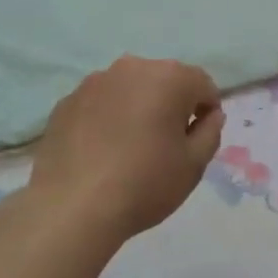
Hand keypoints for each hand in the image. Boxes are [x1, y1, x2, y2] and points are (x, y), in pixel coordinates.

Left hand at [28, 57, 223, 244]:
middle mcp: (131, 68)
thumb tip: (209, 115)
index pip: (202, 84)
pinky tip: (102, 151)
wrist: (72, 209)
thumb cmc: (145, 184)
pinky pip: (99, 104)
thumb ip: (211, 132)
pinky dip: (107, 118)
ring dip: (138, 108)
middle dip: (172, 105)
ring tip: (130, 148)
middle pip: (164, 81)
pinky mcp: (66, 102)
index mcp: (169, 78)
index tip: (198, 139)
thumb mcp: (194, 164)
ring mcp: (93, 83)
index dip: (207, 111)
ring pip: (129, 89)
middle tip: (167, 144)